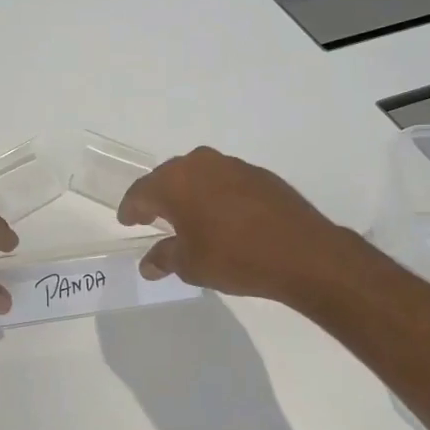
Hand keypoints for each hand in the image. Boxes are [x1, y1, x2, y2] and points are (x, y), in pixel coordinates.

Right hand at [117, 147, 359, 303]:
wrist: (302, 253)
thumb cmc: (234, 257)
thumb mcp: (190, 265)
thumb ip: (165, 258)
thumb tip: (149, 264)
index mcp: (175, 182)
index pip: (141, 192)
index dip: (131, 209)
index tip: (127, 220)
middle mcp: (201, 164)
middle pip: (169, 177)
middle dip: (158, 197)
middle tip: (151, 217)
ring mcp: (233, 166)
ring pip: (199, 175)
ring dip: (189, 193)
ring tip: (187, 217)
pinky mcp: (260, 175)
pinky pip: (225, 181)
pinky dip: (216, 195)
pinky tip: (222, 217)